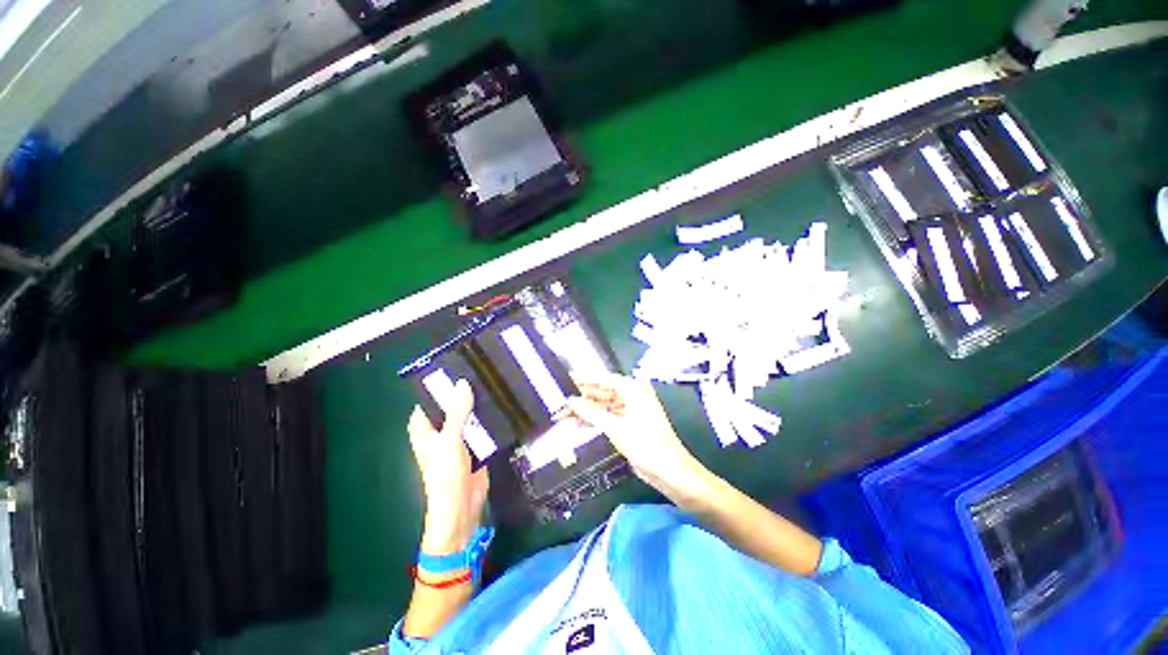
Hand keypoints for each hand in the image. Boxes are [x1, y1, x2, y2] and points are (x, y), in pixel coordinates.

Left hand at [407, 380, 488, 554]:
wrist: (463, 508)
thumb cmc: (445, 476)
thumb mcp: (449, 441)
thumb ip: (456, 413)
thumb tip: (462, 383)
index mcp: (425, 430)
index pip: (429, 401)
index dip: (439, 385)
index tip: (456, 366)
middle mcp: (441, 431)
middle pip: (451, 406)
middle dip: (464, 392)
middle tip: (482, 370)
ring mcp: (459, 439)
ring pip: (469, 415)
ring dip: (479, 404)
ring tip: (495, 381)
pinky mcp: (476, 446)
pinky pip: (482, 427)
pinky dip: (490, 417)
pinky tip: (502, 403)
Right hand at [564, 373, 711, 502]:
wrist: (669, 470)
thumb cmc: (645, 445)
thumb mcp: (615, 428)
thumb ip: (591, 412)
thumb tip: (570, 401)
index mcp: (633, 388)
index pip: (603, 379)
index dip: (584, 379)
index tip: (566, 378)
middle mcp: (633, 394)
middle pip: (603, 391)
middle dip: (582, 397)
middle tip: (560, 400)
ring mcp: (632, 408)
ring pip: (604, 404)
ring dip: (587, 409)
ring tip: (564, 413)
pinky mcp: (630, 421)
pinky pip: (609, 415)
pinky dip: (596, 418)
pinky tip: (579, 422)